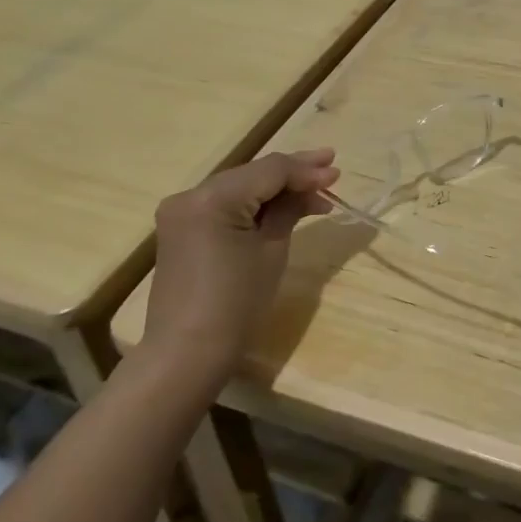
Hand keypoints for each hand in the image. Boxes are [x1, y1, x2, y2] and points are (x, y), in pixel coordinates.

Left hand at [140, 149, 338, 389]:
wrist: (187, 354)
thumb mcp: (271, 251)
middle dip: (293, 173)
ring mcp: (182, 211)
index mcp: (213, 197)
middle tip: (331, 167)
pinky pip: (225, 205)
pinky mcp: (182, 228)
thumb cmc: (236, 304)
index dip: (306, 170)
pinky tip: (283, 206)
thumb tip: (310, 188)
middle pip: (253, 174)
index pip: (269, 170)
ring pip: (240, 187)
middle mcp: (191, 194)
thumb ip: (289, 210)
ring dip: (276, 188)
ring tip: (315, 190)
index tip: (337, 173)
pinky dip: (254, 204)